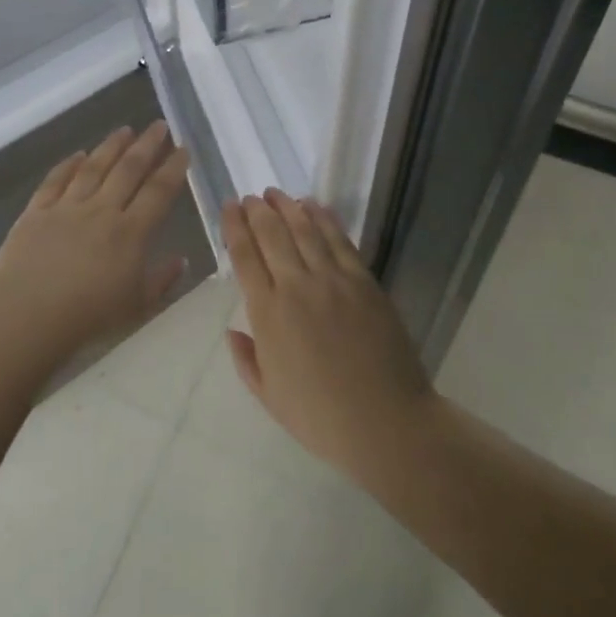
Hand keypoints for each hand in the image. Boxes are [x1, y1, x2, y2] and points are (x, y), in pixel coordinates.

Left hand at [0, 122, 189, 375]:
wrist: (24, 320)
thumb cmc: (87, 319)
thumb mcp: (136, 307)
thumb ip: (161, 280)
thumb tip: (181, 259)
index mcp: (130, 233)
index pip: (158, 192)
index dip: (173, 168)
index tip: (182, 148)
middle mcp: (101, 211)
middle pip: (128, 170)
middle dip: (147, 145)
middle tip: (158, 124)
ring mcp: (66, 208)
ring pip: (93, 167)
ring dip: (111, 146)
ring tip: (125, 129)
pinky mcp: (35, 212)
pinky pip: (55, 181)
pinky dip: (67, 165)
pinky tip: (77, 154)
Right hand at [224, 190, 434, 481]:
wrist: (386, 423)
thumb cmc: (321, 418)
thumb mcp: (270, 397)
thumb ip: (246, 360)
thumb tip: (232, 331)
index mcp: (268, 314)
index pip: (244, 257)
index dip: (234, 227)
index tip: (229, 207)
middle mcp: (296, 287)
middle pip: (271, 235)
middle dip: (257, 210)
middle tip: (249, 196)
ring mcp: (333, 280)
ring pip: (304, 230)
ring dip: (287, 207)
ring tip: (275, 193)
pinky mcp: (363, 281)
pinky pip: (340, 240)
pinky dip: (324, 218)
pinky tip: (314, 206)